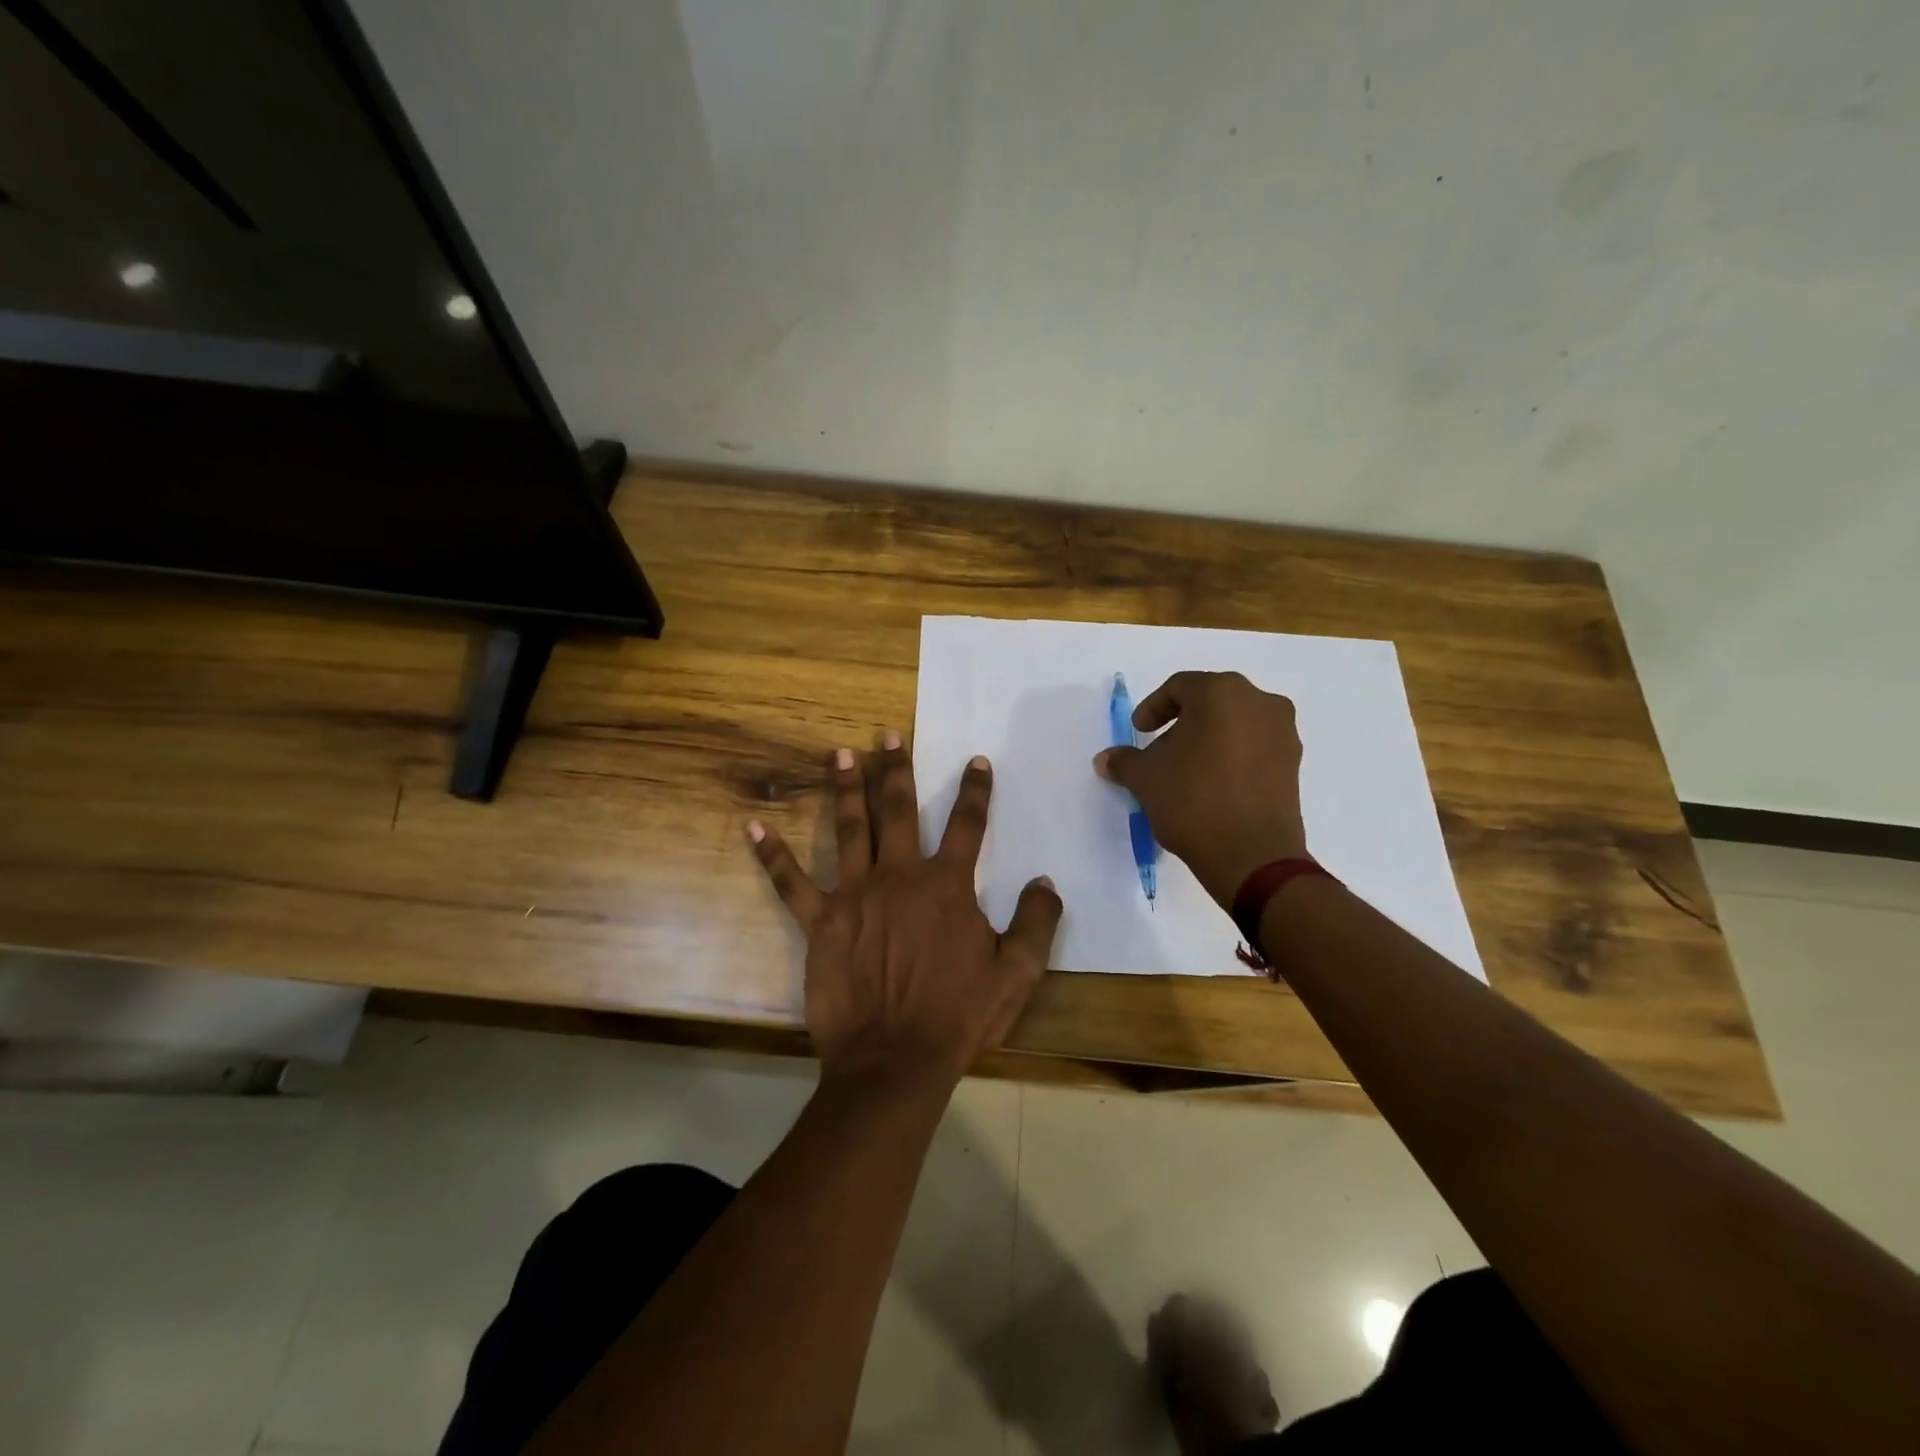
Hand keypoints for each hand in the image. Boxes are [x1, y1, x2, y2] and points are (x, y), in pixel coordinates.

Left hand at [749, 732, 1062, 1091]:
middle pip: (898, 809)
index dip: (975, 791)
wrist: (895, 1060)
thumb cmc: (958, 1017)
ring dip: (845, 788)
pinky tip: (754, 826)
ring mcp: (855, 894)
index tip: (975, 761)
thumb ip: (1036, 923)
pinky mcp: (820, 921)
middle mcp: (900, 876)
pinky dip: (772, 854)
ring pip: (849, 828)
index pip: (967, 825)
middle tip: (889, 733)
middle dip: (896, 768)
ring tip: (840, 753)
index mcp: (947, 885)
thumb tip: (1045, 882)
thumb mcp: (1016, 974)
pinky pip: (790, 882)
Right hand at [1093, 672, 1307, 908]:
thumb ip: (1124, 761)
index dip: (1153, 708)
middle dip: (1182, 723)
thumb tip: (1105, 759)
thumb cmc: (1193, 801)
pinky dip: (1232, 756)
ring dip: (1208, 739)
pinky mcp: (1293, 764)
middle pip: (1211, 701)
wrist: (1252, 856)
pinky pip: (1254, 746)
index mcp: (1221, 693)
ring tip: (1186, 770)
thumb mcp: (1145, 779)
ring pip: (1235, 723)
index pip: (1180, 687)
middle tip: (1160, 749)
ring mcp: (1283, 732)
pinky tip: (1213, 784)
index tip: (1139, 732)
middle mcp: (1259, 702)